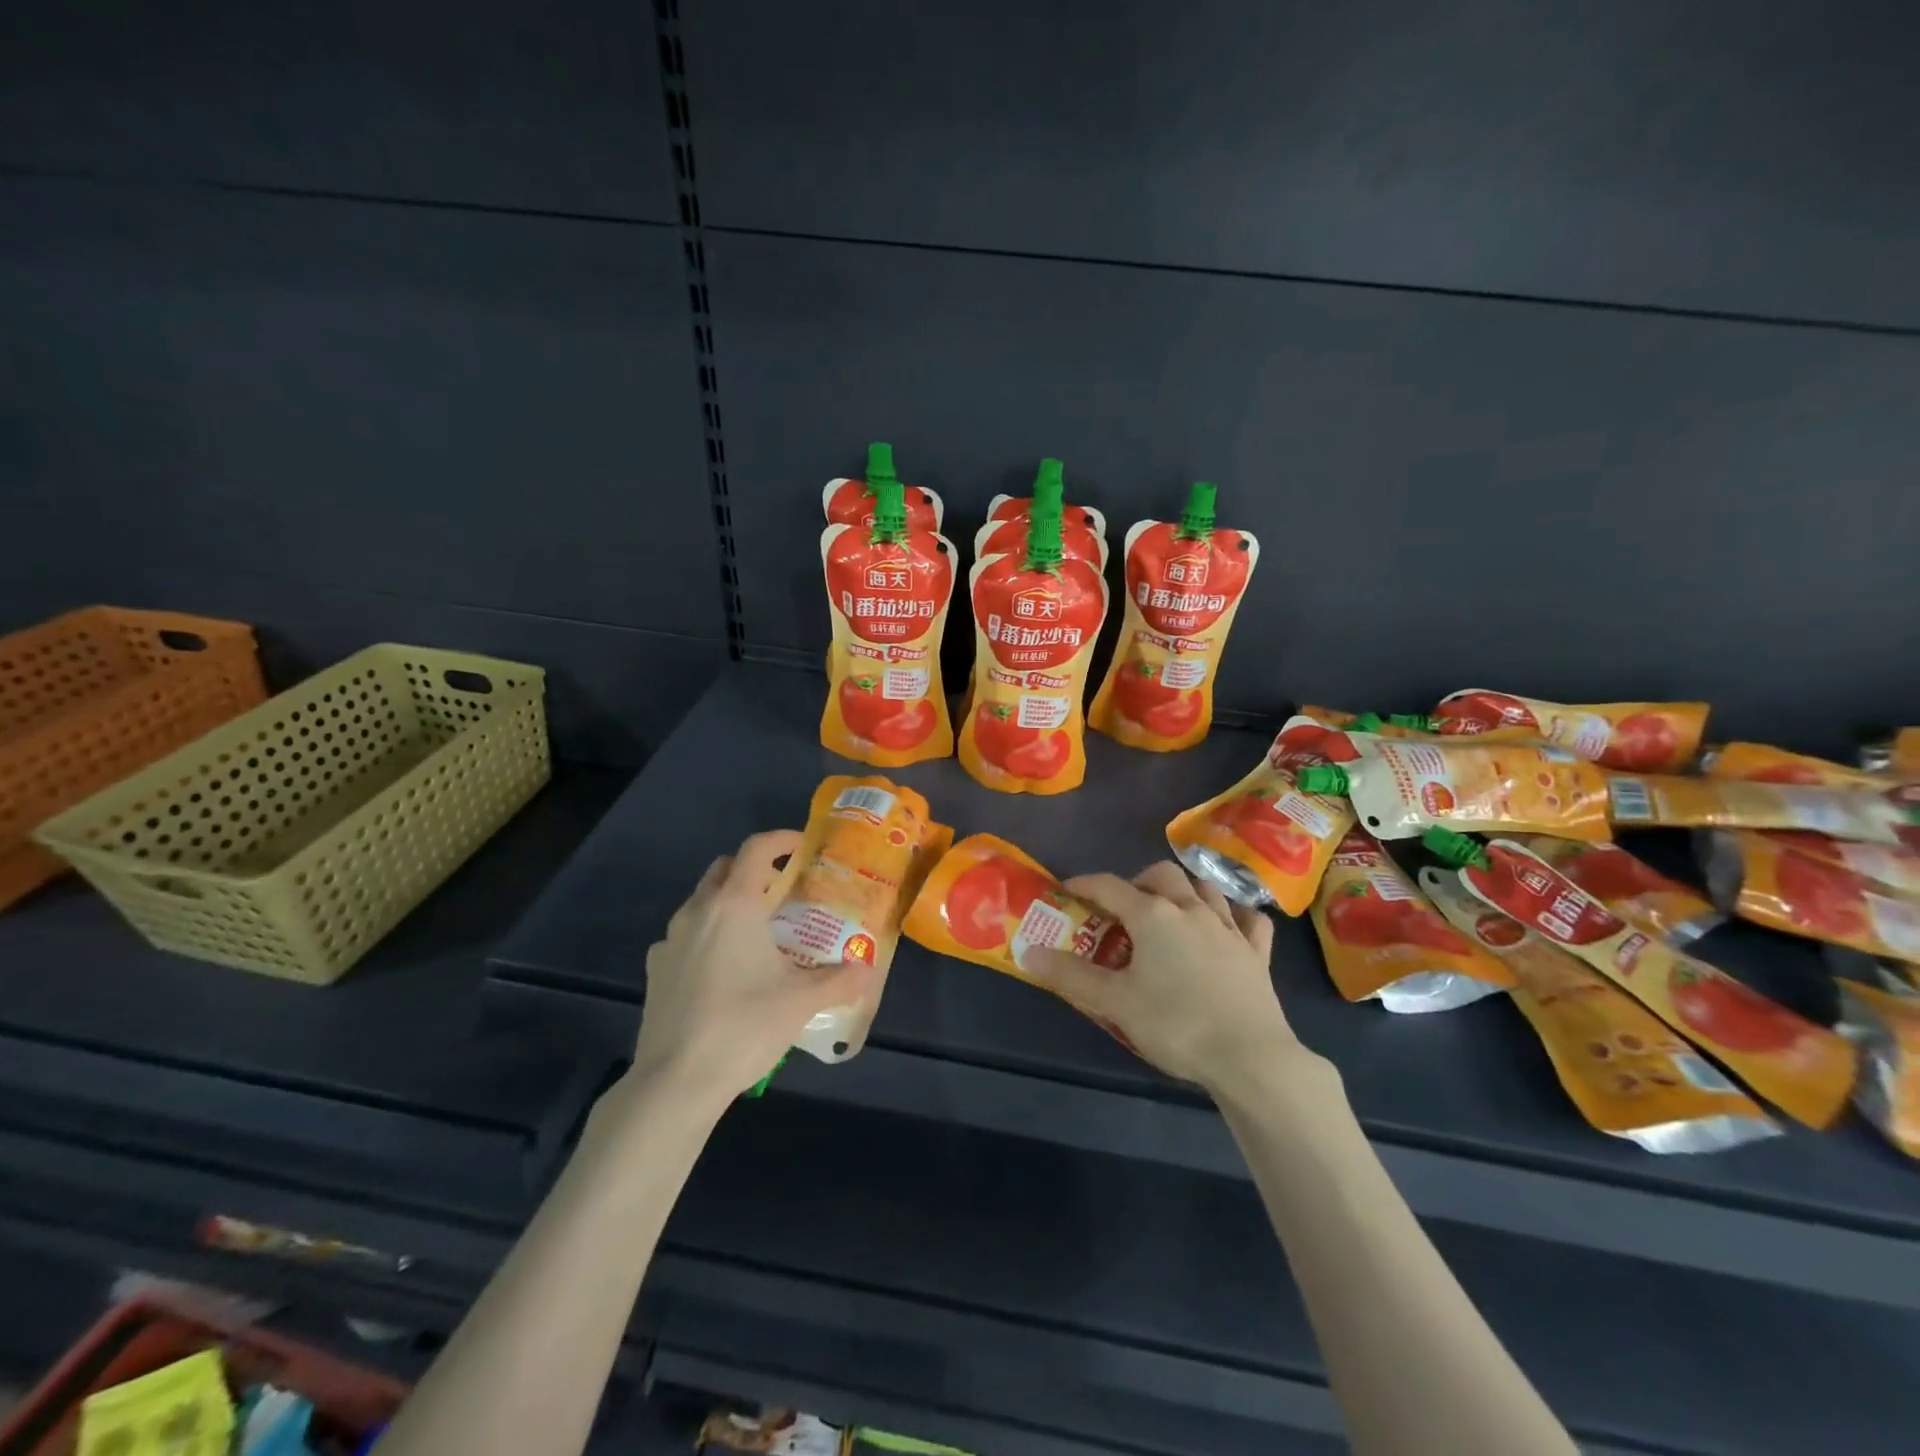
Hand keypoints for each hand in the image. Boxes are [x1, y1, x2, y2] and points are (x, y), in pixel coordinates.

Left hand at [634, 830, 877, 1101]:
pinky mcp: (655, 970)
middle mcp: (698, 911)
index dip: (781, 840)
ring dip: (729, 903)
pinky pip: (685, 936)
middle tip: (783, 891)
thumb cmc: (744, 1026)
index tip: (803, 847)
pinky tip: (723, 970)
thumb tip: (867, 969)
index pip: (756, 849)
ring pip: (702, 902)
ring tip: (757, 932)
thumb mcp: (802, 1001)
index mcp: (734, 904)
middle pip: (724, 869)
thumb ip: (840, 979)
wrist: (676, 1081)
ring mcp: (670, 940)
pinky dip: (707, 936)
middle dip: (754, 870)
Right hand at [1024, 862, 1314, 1092]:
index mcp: (1153, 915)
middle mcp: (1191, 909)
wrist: (1250, 1058)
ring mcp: (1229, 928)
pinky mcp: (1257, 952)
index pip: (1109, 885)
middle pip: (1162, 874)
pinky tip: (1227, 927)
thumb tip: (1028, 952)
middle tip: (1124, 908)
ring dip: (1184, 890)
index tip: (1068, 890)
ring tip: (1170, 912)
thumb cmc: (1176, 1024)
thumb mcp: (1115, 1003)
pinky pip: (1248, 919)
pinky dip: (1234, 915)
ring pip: (1206, 887)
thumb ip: (1071, 975)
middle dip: (1138, 881)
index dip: (1085, 884)